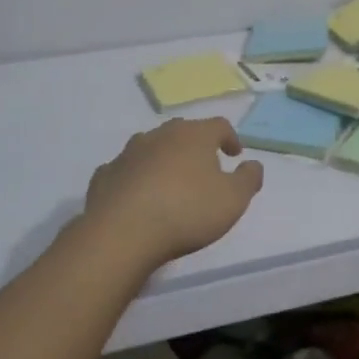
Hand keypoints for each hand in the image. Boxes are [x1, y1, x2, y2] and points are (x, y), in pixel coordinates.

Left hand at [84, 118, 262, 270]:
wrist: (122, 233)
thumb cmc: (187, 211)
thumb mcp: (233, 199)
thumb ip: (249, 179)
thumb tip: (253, 164)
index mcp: (194, 135)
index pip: (219, 125)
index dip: (230, 138)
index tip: (235, 155)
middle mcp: (161, 135)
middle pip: (183, 131)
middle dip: (195, 145)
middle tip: (203, 166)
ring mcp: (129, 153)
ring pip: (151, 146)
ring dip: (162, 158)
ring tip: (169, 180)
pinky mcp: (105, 175)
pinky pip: (125, 169)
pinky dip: (134, 177)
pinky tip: (136, 195)